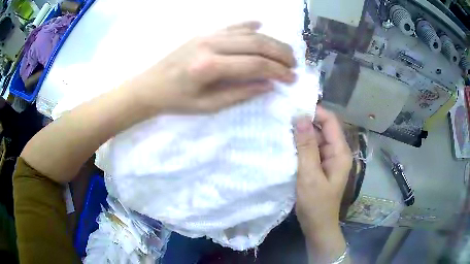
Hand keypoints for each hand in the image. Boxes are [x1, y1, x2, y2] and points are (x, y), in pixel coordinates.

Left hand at [129, 21, 295, 113]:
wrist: (150, 86)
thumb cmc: (176, 101)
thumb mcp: (208, 106)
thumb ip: (240, 94)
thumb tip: (268, 85)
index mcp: (210, 66)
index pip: (255, 65)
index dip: (278, 72)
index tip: (291, 79)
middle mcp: (211, 44)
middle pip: (257, 43)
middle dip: (280, 54)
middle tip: (294, 64)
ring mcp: (207, 35)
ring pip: (248, 33)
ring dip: (271, 41)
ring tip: (285, 52)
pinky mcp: (204, 33)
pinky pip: (231, 26)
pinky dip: (249, 25)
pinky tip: (260, 25)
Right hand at [294, 106, 351, 261]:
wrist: (318, 226)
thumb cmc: (316, 204)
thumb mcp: (310, 175)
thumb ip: (306, 147)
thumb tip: (300, 118)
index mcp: (340, 152)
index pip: (330, 121)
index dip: (314, 112)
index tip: (293, 107)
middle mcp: (336, 152)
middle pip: (322, 129)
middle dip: (305, 123)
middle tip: (282, 118)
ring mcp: (328, 159)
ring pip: (315, 139)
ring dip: (301, 135)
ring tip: (281, 129)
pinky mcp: (320, 166)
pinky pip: (311, 150)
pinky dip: (300, 146)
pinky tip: (286, 145)